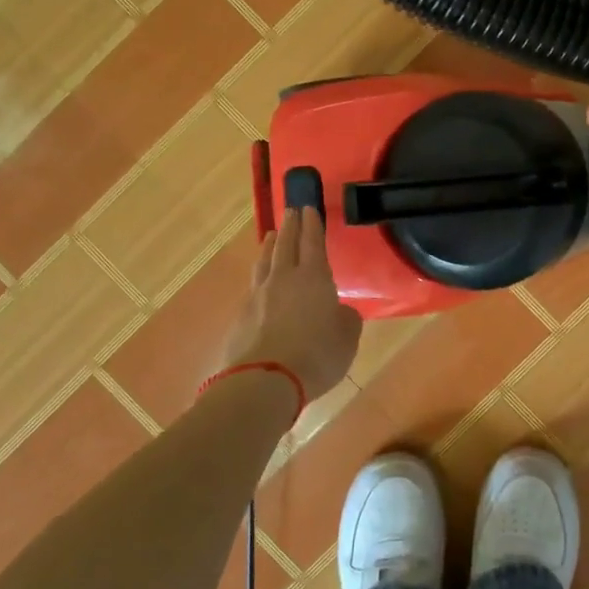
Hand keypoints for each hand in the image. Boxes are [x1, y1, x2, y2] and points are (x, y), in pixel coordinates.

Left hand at [219, 208, 361, 401]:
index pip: (313, 242)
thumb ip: (346, 319)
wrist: (265, 380)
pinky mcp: (241, 316)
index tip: (309, 208)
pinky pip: (253, 287)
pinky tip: (260, 283)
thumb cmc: (316, 355)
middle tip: (292, 211)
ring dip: (270, 246)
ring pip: (264, 262)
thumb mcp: (347, 339)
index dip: (312, 225)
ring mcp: (258, 296)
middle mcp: (284, 279)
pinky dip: (259, 278)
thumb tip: (339, 311)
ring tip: (272, 236)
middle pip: (285, 244)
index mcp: (314, 278)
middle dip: (291, 226)